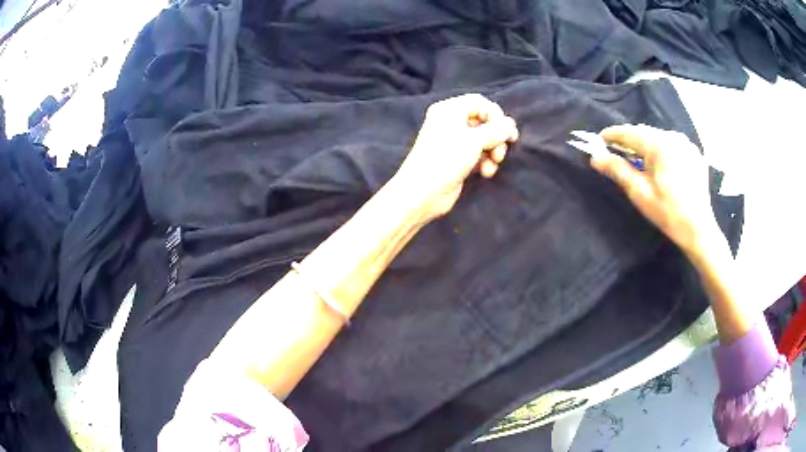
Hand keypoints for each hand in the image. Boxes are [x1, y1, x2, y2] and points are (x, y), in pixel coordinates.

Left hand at [393, 94, 518, 218]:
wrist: (422, 192)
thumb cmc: (446, 159)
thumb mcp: (474, 140)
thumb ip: (496, 130)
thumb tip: (510, 126)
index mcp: (449, 110)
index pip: (480, 103)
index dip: (496, 115)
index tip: (506, 132)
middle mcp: (450, 122)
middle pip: (484, 122)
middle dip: (496, 137)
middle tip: (500, 153)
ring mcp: (453, 141)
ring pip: (483, 140)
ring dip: (493, 152)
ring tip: (493, 164)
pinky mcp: (456, 159)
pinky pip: (477, 154)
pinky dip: (485, 161)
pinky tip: (486, 173)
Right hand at [591, 124, 721, 256]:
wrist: (699, 230)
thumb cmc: (668, 213)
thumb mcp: (640, 193)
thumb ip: (618, 170)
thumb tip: (595, 157)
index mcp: (660, 145)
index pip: (629, 132)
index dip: (612, 135)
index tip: (598, 141)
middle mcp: (674, 137)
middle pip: (644, 132)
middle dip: (629, 141)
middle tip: (617, 154)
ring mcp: (686, 144)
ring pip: (658, 137)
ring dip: (645, 145)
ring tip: (639, 161)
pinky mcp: (694, 152)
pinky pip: (671, 144)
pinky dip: (661, 150)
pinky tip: (659, 165)